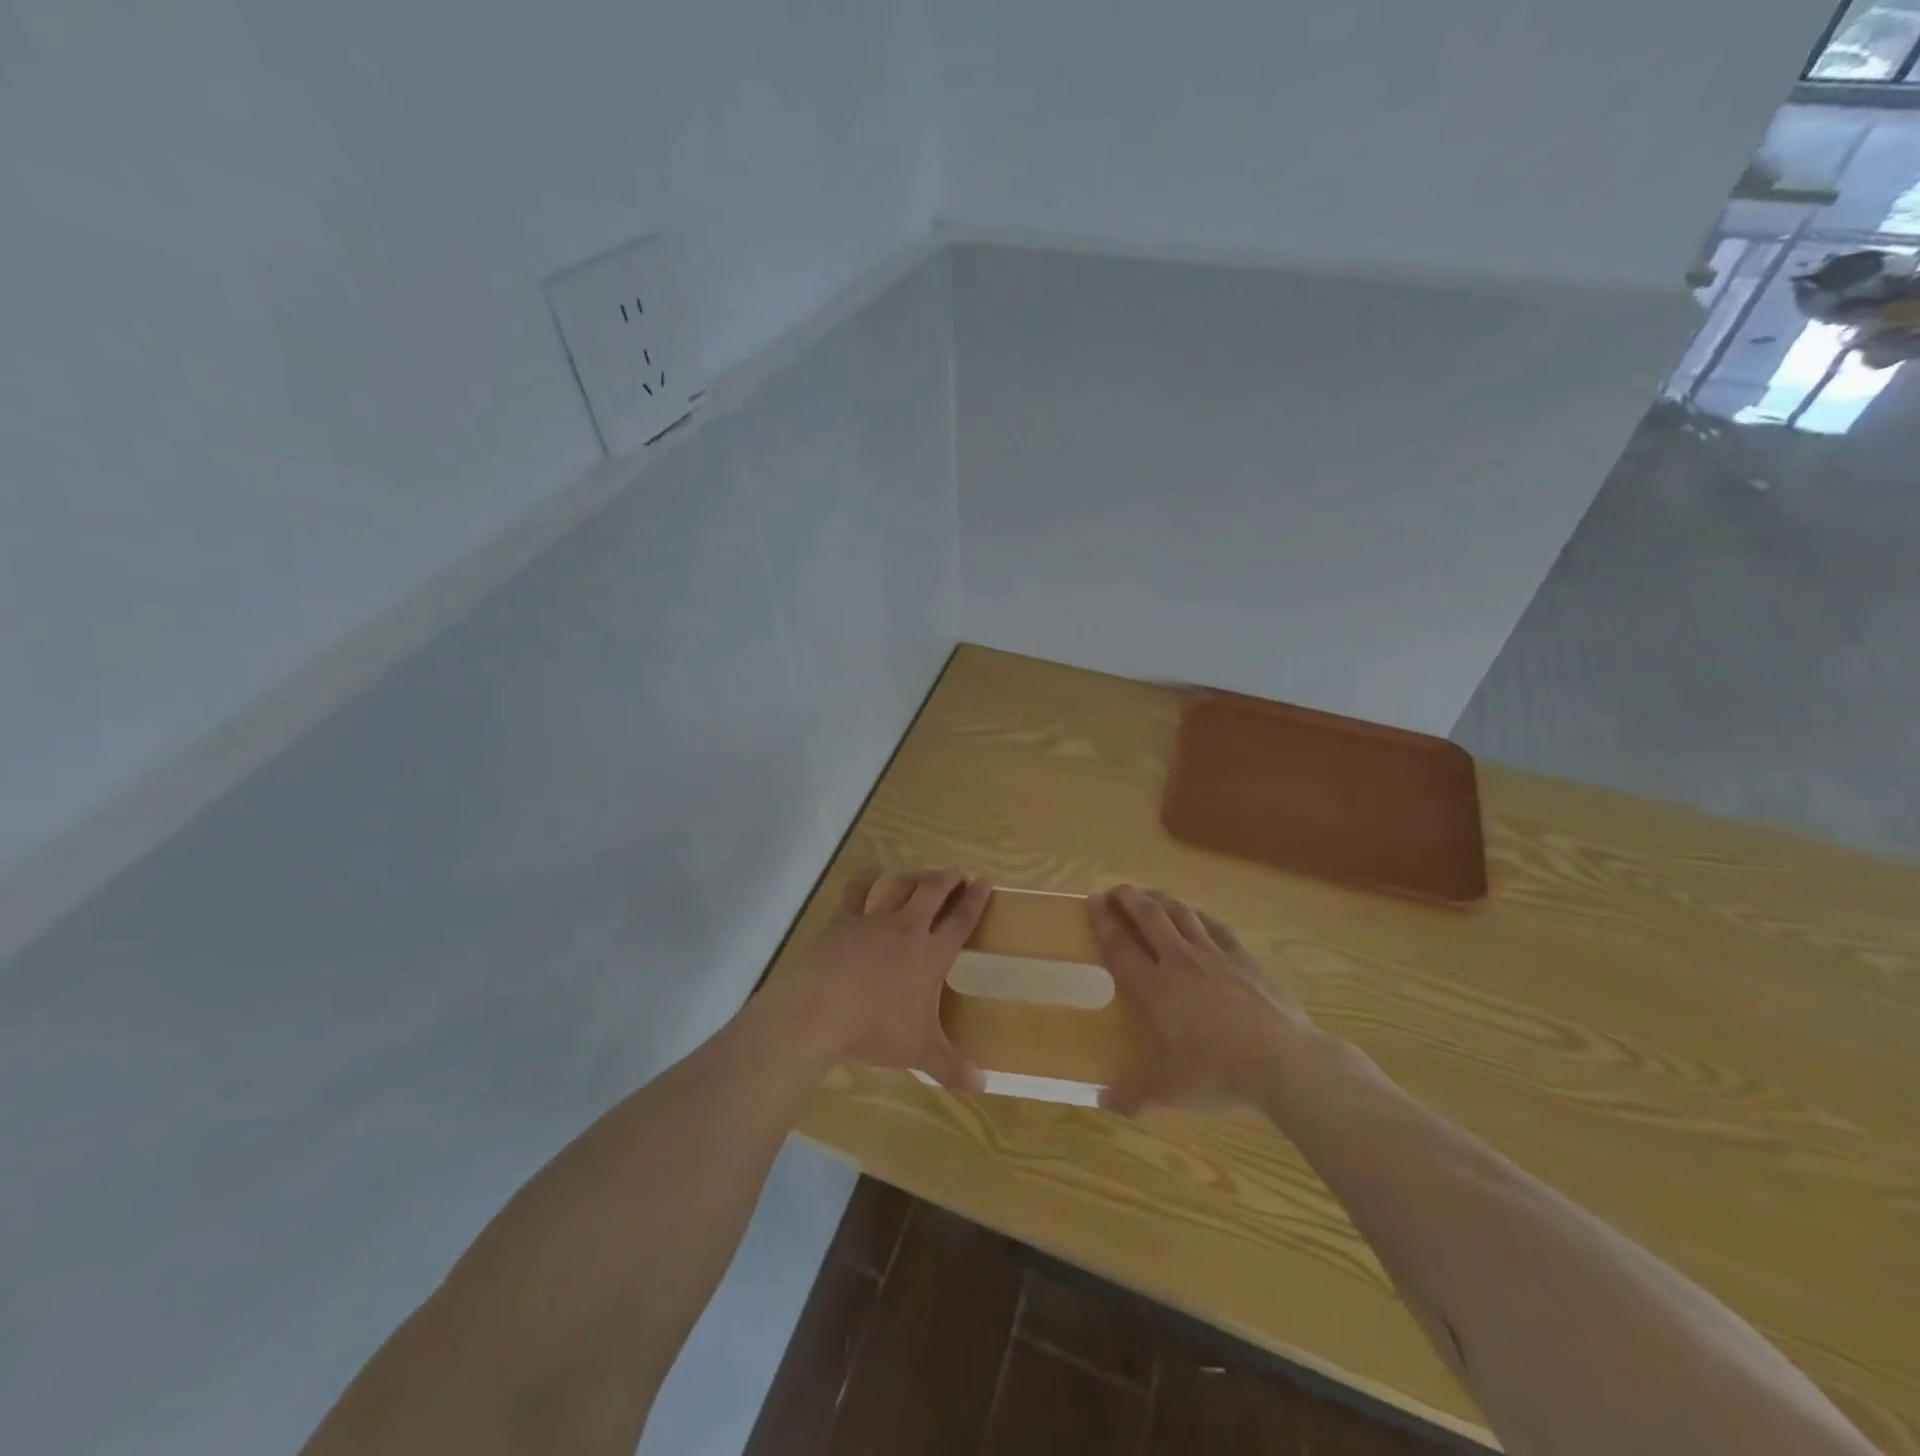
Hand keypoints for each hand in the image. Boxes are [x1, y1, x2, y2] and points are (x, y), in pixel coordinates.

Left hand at [785, 866, 990, 1091]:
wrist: (824, 1009)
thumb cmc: (877, 1028)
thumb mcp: (920, 1051)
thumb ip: (951, 1066)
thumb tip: (983, 1086)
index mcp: (931, 954)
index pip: (961, 921)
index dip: (976, 901)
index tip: (985, 883)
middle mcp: (908, 928)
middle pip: (933, 892)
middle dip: (947, 879)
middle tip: (955, 873)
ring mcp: (875, 920)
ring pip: (901, 886)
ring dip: (915, 876)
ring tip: (923, 873)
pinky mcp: (844, 920)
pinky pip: (857, 890)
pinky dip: (866, 876)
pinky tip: (872, 869)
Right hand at [1090, 886, 1316, 1115]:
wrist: (1284, 1062)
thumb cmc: (1219, 1074)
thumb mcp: (1171, 1092)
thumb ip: (1134, 1094)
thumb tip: (1102, 1102)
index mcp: (1155, 989)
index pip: (1120, 946)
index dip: (1104, 921)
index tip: (1093, 902)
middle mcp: (1180, 962)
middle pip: (1149, 916)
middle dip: (1129, 898)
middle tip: (1115, 891)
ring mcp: (1214, 956)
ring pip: (1181, 914)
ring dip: (1160, 899)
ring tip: (1149, 896)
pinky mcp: (1243, 958)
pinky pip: (1214, 926)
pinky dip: (1198, 915)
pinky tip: (1194, 915)